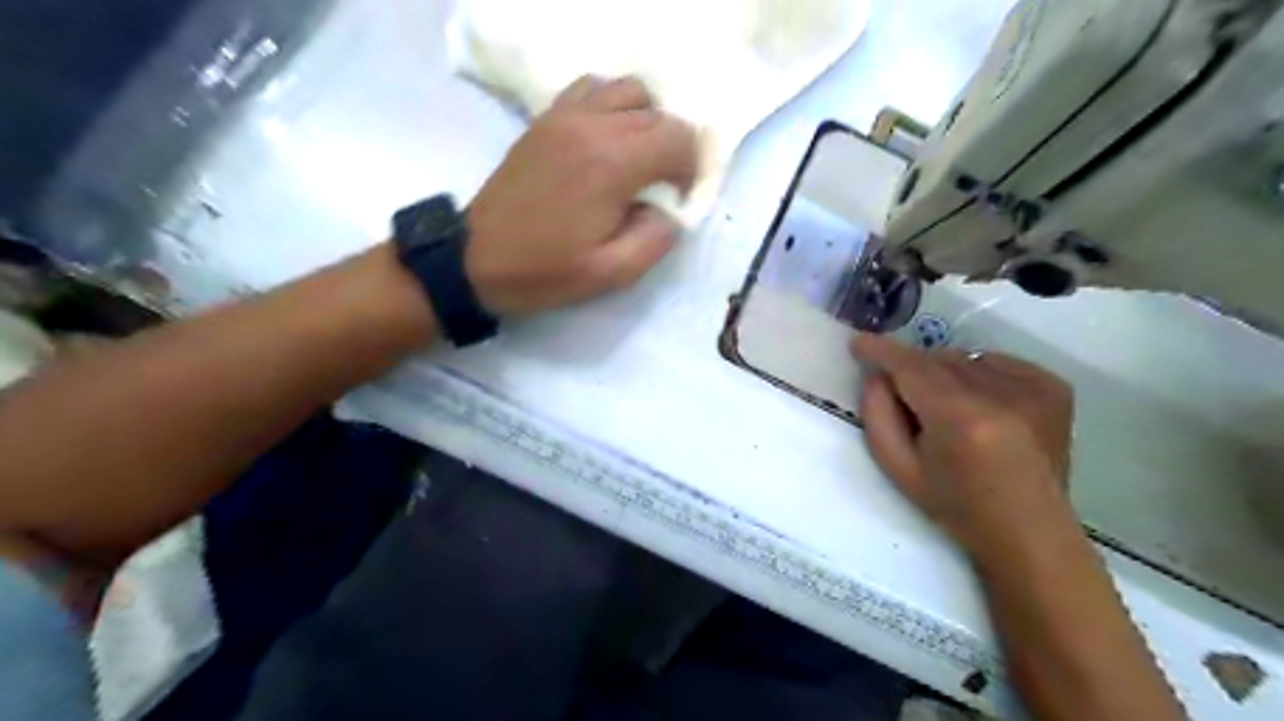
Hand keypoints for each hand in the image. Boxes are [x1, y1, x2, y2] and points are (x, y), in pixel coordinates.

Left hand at [464, 76, 697, 316]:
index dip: (690, 168)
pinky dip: (612, 107)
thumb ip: (656, 239)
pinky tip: (606, 141)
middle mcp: (591, 125)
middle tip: (661, 186)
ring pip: (627, 91)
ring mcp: (564, 116)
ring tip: (637, 159)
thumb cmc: (545, 271)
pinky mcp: (545, 119)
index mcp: (611, 164)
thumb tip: (670, 211)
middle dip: (672, 148)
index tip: (676, 198)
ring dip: (645, 120)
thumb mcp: (612, 273)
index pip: (677, 138)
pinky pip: (592, 89)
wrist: (476, 259)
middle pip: (657, 113)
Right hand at [857, 335, 1076, 559]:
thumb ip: (878, 415)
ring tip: (951, 411)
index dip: (882, 351)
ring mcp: (1034, 388)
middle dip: (914, 372)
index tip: (859, 343)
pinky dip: (978, 376)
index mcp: (960, 419)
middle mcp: (1001, 396)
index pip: (911, 367)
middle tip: (909, 402)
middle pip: (937, 360)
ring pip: (965, 359)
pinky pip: (995, 363)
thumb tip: (878, 375)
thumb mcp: (898, 468)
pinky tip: (983, 409)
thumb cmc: (956, 506)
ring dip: (945, 375)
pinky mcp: (1053, 387)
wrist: (1029, 532)